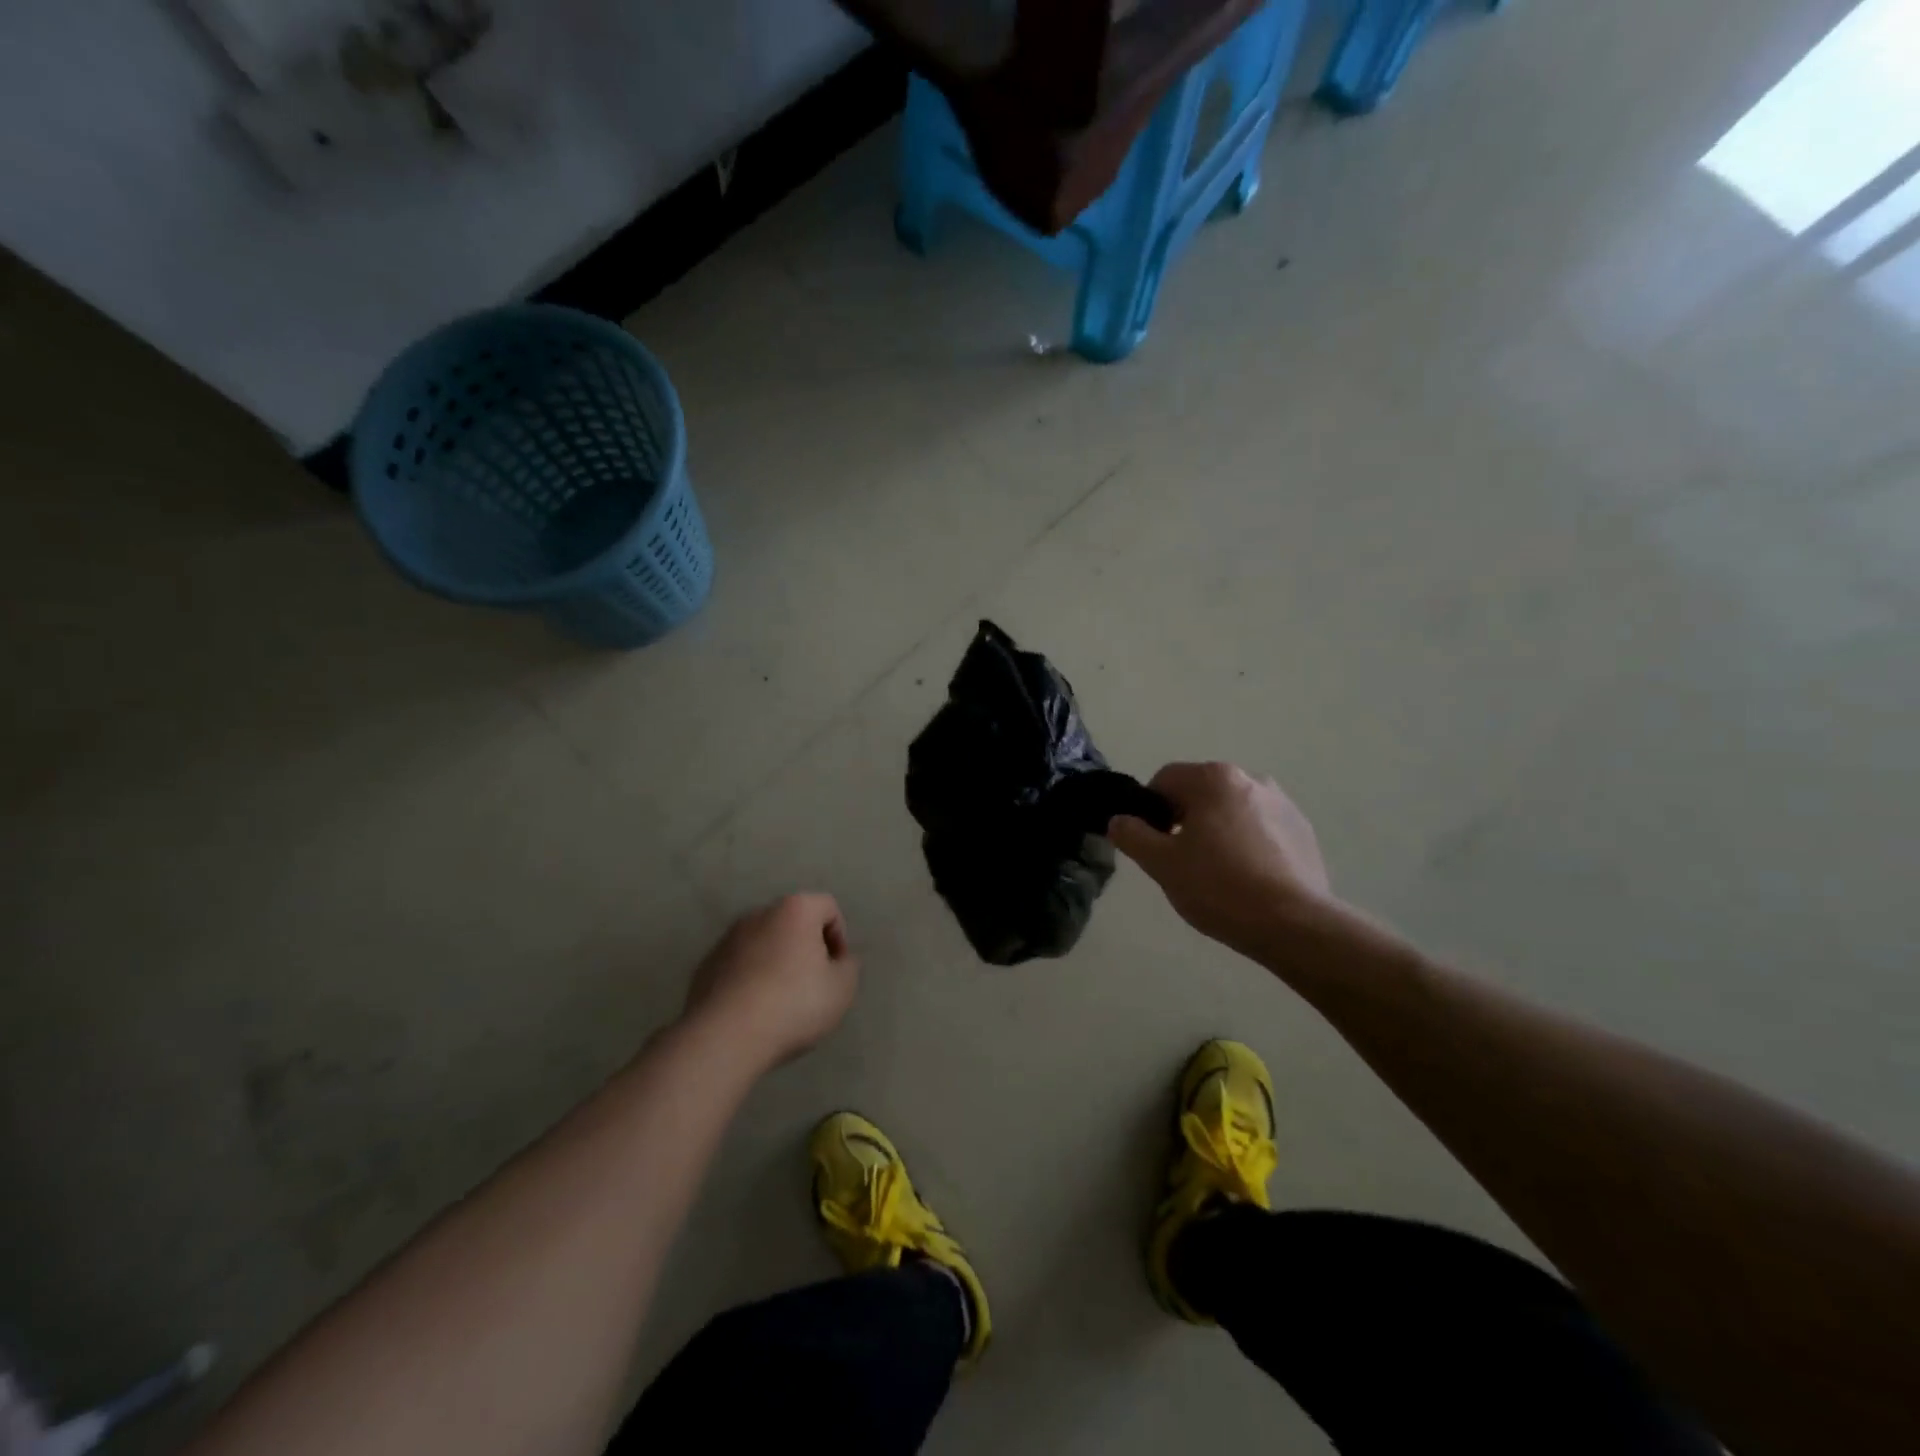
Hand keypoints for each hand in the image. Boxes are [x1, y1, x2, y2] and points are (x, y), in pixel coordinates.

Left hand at [683, 894, 858, 1068]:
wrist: (724, 1037)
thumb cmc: (793, 1004)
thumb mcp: (842, 988)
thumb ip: (848, 966)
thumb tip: (839, 959)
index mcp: (795, 910)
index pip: (828, 907)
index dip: (839, 936)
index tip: (836, 969)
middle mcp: (759, 914)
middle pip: (793, 923)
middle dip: (806, 947)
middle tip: (813, 984)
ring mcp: (728, 938)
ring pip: (764, 943)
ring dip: (776, 962)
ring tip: (781, 1001)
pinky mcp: (706, 964)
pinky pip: (739, 964)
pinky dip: (750, 978)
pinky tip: (753, 1010)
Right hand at [1108, 762, 1333, 959]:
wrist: (1294, 924)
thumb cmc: (1219, 887)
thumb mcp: (1161, 864)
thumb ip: (1132, 836)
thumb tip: (1119, 820)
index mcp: (1213, 778)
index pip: (1165, 779)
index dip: (1150, 809)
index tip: (1152, 843)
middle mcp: (1250, 779)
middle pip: (1201, 792)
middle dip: (1185, 819)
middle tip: (1181, 860)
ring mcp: (1282, 804)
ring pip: (1232, 810)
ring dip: (1218, 830)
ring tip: (1217, 873)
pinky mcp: (1303, 830)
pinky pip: (1261, 829)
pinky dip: (1248, 844)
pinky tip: (1248, 879)